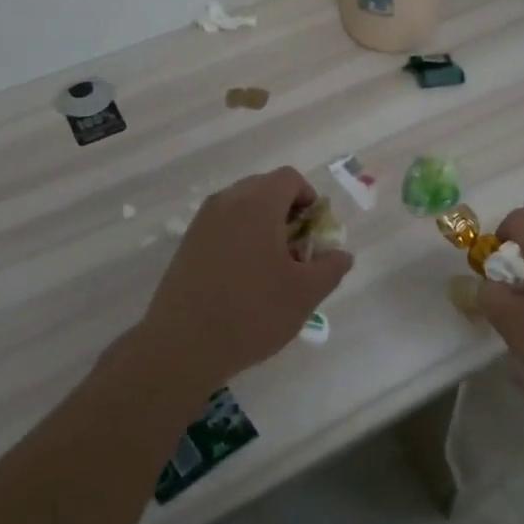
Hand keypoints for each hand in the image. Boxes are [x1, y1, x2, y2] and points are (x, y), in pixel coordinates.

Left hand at [138, 166, 353, 393]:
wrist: (182, 345)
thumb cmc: (252, 312)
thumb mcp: (305, 294)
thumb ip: (331, 267)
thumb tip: (341, 254)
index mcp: (257, 204)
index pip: (289, 178)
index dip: (309, 198)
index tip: (315, 231)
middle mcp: (227, 202)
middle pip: (264, 188)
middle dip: (287, 211)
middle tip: (297, 250)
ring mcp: (202, 221)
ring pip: (242, 206)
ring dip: (263, 224)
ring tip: (272, 266)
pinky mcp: (187, 243)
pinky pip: (222, 225)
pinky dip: (240, 237)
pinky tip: (244, 277)